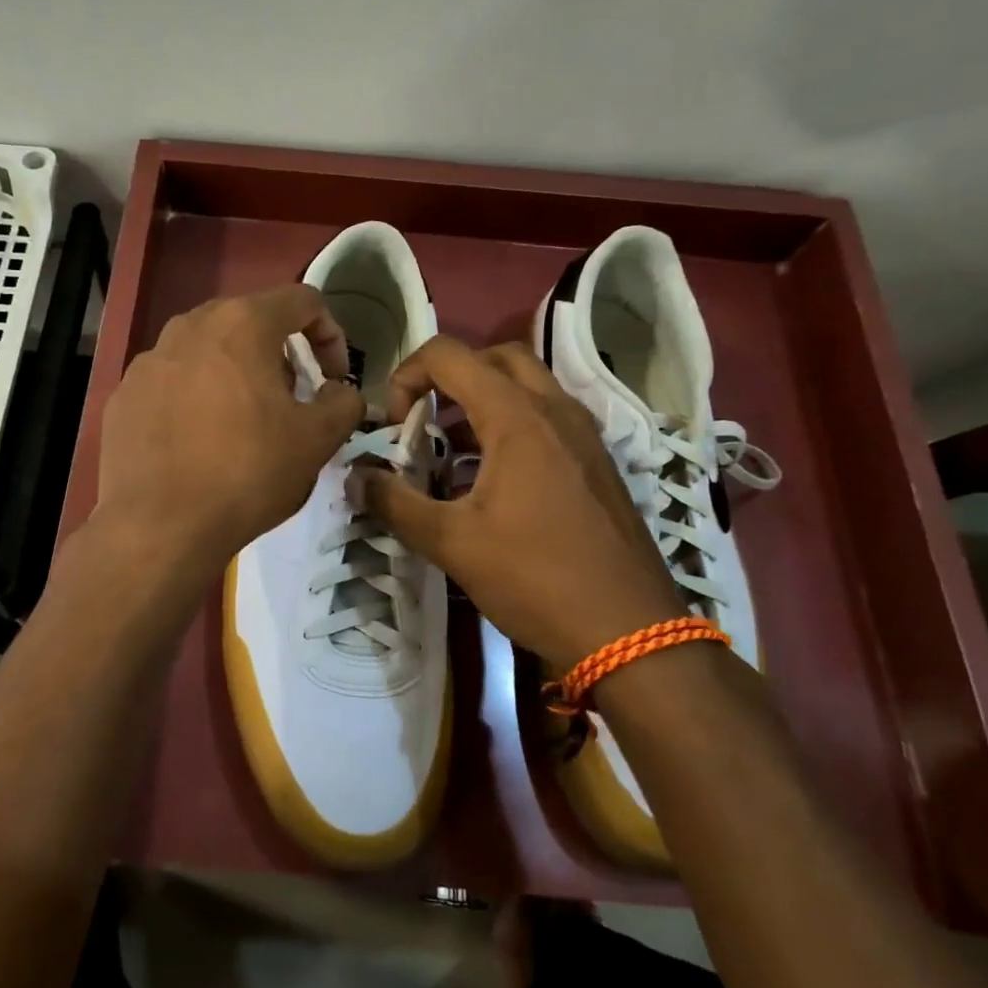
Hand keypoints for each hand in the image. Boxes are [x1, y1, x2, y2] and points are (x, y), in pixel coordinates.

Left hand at [94, 286, 363, 572]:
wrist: (158, 526)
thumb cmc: (247, 473)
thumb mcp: (317, 441)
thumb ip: (343, 403)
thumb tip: (342, 393)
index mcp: (243, 324)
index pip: (303, 301)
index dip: (330, 335)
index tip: (332, 380)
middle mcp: (190, 326)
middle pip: (250, 321)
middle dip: (280, 354)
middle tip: (290, 400)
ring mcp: (149, 359)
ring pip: (207, 350)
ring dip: (236, 374)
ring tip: (243, 422)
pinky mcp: (124, 394)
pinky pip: (172, 382)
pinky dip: (195, 398)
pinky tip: (197, 442)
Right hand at [354, 336, 684, 672]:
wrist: (631, 632)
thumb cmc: (536, 578)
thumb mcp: (452, 543)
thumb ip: (396, 504)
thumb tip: (356, 479)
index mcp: (517, 417)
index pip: (449, 355)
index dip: (407, 376)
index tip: (394, 423)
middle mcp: (555, 409)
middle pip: (494, 357)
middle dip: (449, 376)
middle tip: (425, 418)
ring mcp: (584, 434)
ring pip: (527, 386)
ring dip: (482, 400)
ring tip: (452, 449)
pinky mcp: (597, 461)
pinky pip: (548, 417)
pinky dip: (512, 424)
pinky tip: (493, 479)